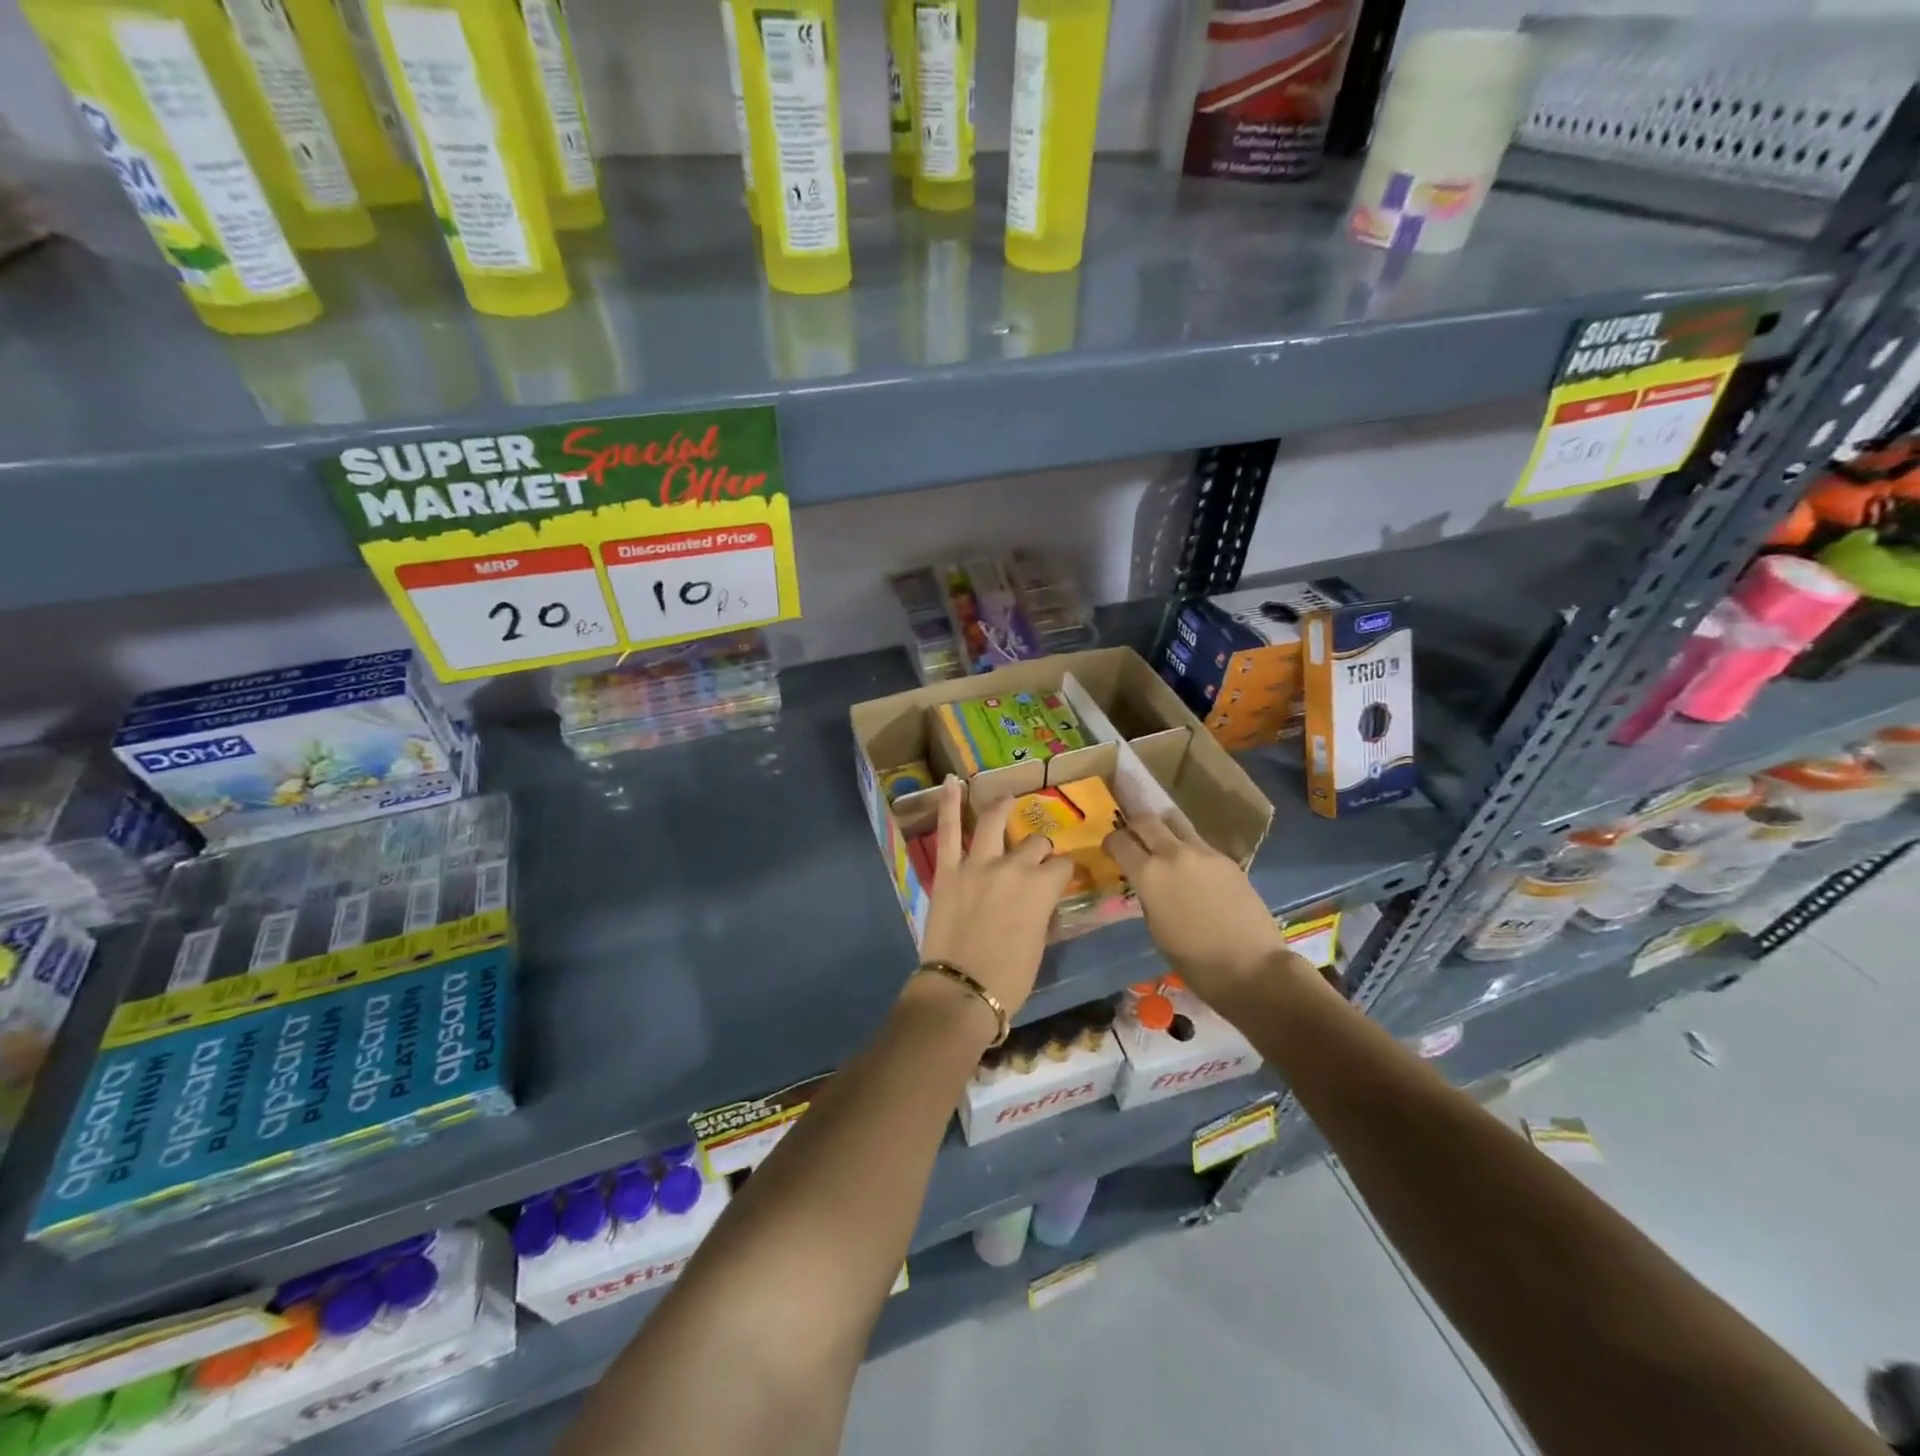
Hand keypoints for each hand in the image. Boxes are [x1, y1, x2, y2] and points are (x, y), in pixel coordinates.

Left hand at [915, 778, 1073, 1023]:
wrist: (961, 990)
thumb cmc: (1009, 979)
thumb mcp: (1039, 945)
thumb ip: (1042, 914)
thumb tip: (1041, 903)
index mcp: (1042, 888)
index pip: (1062, 867)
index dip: (1064, 872)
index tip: (1063, 878)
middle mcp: (1014, 867)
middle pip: (1034, 844)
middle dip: (1039, 849)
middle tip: (1035, 858)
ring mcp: (978, 864)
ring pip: (995, 822)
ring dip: (1002, 807)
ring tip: (1006, 799)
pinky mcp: (948, 869)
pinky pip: (949, 830)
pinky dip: (949, 804)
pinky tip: (950, 782)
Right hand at [1103, 813, 1290, 999]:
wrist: (1250, 966)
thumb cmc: (1193, 960)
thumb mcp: (1155, 929)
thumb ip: (1147, 895)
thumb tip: (1146, 882)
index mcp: (1149, 874)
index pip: (1120, 842)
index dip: (1111, 842)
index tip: (1111, 849)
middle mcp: (1173, 854)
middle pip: (1146, 820)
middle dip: (1134, 824)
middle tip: (1132, 835)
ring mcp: (1204, 852)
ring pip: (1176, 823)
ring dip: (1163, 828)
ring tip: (1162, 842)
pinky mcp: (1227, 859)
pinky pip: (1199, 843)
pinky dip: (1188, 848)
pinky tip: (1192, 867)